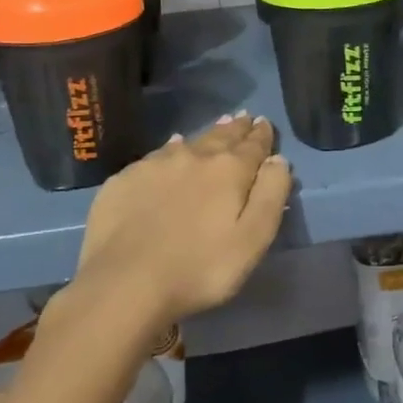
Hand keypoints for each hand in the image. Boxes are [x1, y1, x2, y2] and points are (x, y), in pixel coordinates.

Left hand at [75, 113, 292, 331]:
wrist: (123, 284)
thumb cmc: (199, 269)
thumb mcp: (252, 240)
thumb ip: (271, 196)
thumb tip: (278, 160)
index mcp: (229, 170)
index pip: (253, 145)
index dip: (262, 134)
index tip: (265, 123)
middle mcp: (194, 156)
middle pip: (221, 136)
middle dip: (236, 128)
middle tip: (243, 117)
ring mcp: (155, 165)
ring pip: (189, 142)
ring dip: (207, 134)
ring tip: (217, 126)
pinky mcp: (125, 179)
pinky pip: (156, 155)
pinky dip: (171, 149)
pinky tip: (171, 149)